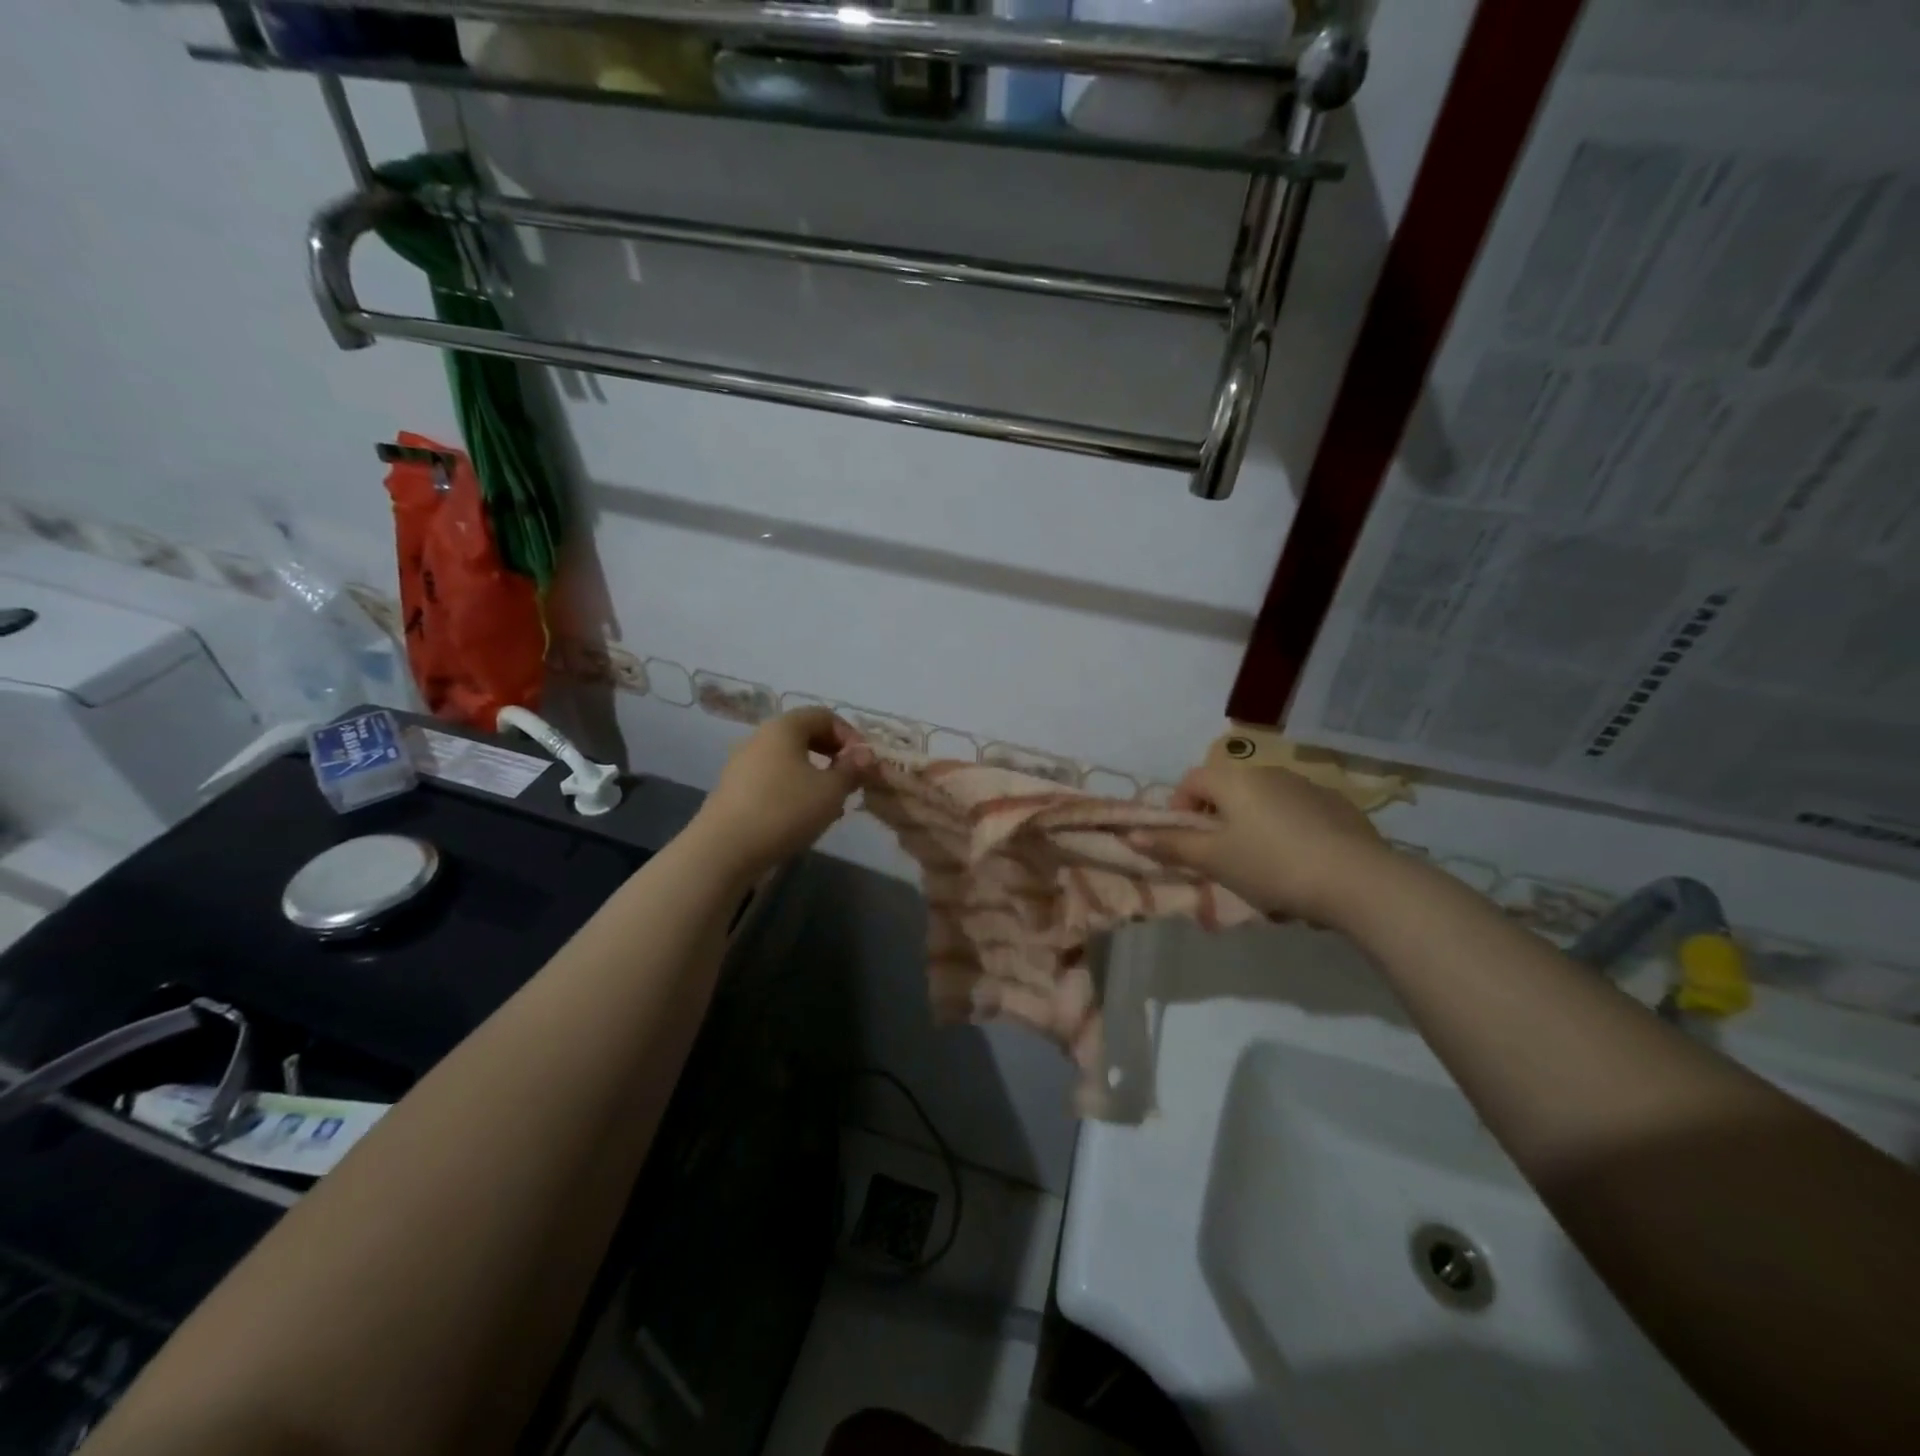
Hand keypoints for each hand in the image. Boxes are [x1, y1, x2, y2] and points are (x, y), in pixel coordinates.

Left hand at [689, 708, 861, 878]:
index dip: (850, 735)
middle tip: (851, 781)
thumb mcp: (831, 791)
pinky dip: (794, 789)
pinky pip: (773, 779)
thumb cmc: (784, 810)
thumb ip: (852, 769)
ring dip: (815, 775)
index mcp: (784, 727)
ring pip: (789, 760)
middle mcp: (760, 737)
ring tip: (831, 804)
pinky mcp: (734, 790)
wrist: (724, 850)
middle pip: (805, 735)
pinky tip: (803, 817)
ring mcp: (742, 764)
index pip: (824, 715)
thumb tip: (865, 755)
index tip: (864, 763)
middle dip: (834, 755)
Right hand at [1131, 761, 1392, 925]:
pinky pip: (1297, 814)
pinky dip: (1288, 832)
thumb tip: (1129, 834)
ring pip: (1264, 803)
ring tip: (1263, 868)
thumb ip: (1171, 845)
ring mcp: (1307, 786)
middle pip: (1228, 790)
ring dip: (1253, 827)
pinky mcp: (1338, 806)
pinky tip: (1300, 865)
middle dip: (1218, 822)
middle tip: (1222, 859)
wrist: (1358, 880)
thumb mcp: (1214, 860)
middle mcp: (1268, 772)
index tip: (1186, 842)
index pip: (1191, 779)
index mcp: (1234, 779)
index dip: (1179, 808)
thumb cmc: (1272, 866)